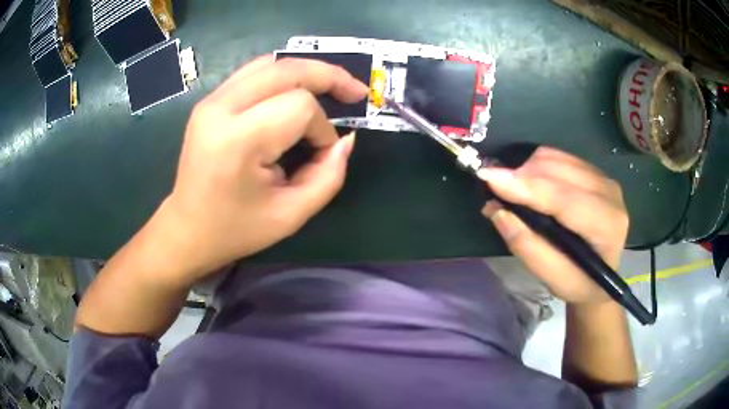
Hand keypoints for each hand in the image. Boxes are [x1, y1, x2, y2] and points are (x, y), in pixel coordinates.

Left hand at [151, 56, 368, 284]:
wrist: (187, 229)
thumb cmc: (236, 229)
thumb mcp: (291, 215)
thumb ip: (329, 176)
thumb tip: (346, 139)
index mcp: (238, 140)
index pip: (299, 106)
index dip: (322, 128)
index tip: (323, 154)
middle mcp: (221, 108)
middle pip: (287, 70)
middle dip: (328, 77)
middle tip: (355, 92)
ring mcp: (212, 100)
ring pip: (271, 63)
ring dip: (307, 71)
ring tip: (331, 86)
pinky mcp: (210, 101)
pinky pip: (254, 72)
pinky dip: (284, 74)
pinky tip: (298, 87)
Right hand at [477, 147, 628, 304]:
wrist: (603, 276)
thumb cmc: (580, 283)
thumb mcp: (554, 280)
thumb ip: (528, 247)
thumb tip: (498, 211)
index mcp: (607, 225)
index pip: (564, 198)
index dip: (527, 186)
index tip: (489, 179)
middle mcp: (609, 193)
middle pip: (558, 170)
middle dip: (521, 175)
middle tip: (495, 191)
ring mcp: (603, 178)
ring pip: (556, 158)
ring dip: (527, 169)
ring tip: (512, 191)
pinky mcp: (595, 171)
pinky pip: (559, 156)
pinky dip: (537, 166)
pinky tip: (530, 184)